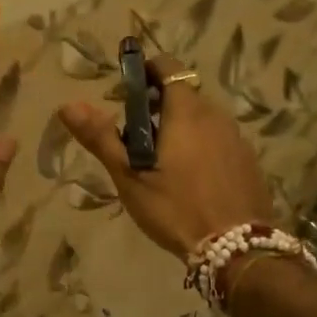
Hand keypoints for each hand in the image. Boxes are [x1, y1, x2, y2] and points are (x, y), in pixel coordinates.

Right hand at [58, 55, 274, 258]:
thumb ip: (101, 138)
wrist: (237, 248)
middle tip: (134, 135)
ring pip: (203, 118)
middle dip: (158, 104)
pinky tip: (190, 177)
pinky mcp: (248, 160)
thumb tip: (68, 105)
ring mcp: (236, 138)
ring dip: (180, 126)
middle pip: (184, 94)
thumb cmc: (176, 209)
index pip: (169, 68)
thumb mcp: (131, 177)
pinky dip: (201, 145)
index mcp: (186, 111)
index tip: (127, 91)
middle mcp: (216, 115)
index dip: (147, 70)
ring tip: (160, 159)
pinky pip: (219, 139)